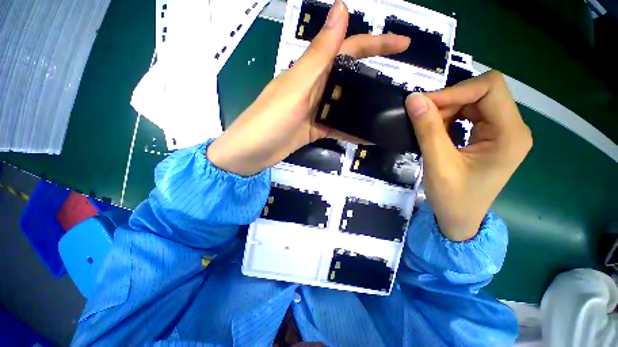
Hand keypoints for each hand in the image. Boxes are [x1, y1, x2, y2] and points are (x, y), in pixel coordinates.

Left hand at [207, 0, 409, 175]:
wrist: (251, 153)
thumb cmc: (269, 120)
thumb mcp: (296, 87)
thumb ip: (319, 55)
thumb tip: (341, 9)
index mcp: (310, 72)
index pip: (348, 48)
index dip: (376, 43)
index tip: (403, 44)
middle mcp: (314, 88)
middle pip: (348, 77)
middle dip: (373, 75)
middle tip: (396, 85)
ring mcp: (314, 111)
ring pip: (344, 103)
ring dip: (363, 106)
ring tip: (386, 110)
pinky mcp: (314, 129)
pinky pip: (336, 126)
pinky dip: (351, 130)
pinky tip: (366, 135)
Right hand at [405, 71, 532, 240]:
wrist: (461, 219)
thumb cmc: (454, 198)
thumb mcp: (438, 164)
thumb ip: (427, 130)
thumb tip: (413, 99)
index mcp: (510, 134)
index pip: (490, 88)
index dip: (455, 91)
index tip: (423, 105)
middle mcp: (512, 128)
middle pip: (482, 93)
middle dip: (449, 101)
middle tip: (421, 117)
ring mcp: (502, 132)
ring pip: (473, 101)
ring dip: (446, 110)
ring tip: (427, 128)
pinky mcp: (490, 136)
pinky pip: (469, 114)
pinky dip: (448, 118)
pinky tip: (436, 131)